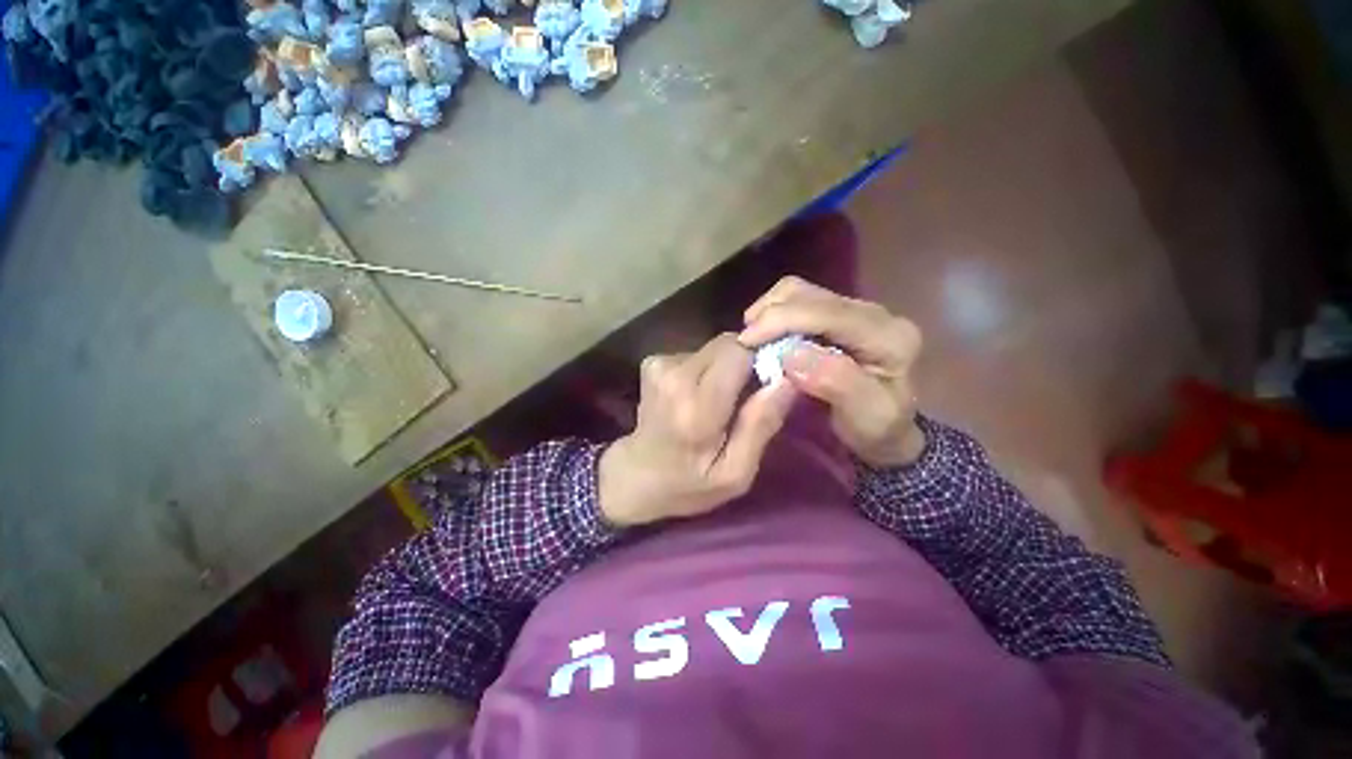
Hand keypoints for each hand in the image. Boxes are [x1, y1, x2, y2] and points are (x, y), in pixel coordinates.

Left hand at [599, 334, 797, 527]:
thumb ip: (760, 426)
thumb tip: (787, 380)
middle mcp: (675, 376)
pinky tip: (697, 396)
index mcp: (697, 407)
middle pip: (728, 344)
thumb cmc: (687, 483)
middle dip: (745, 363)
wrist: (634, 475)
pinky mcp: (653, 361)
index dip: (761, 360)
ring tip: (718, 402)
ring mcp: (660, 364)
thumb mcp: (735, 473)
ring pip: (715, 348)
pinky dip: (706, 370)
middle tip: (745, 397)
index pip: (739, 352)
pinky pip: (698, 353)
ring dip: (725, 369)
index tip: (768, 382)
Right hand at [739, 277, 924, 467]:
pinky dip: (775, 315)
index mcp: (888, 336)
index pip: (828, 313)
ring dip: (770, 311)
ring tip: (753, 338)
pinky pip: (799, 302)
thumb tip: (790, 354)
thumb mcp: (865, 416)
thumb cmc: (876, 428)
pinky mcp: (838, 315)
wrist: (887, 429)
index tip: (746, 340)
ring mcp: (855, 311)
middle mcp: (873, 314)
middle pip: (810, 294)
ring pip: (801, 292)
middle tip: (745, 343)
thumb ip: (835, 381)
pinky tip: (766, 335)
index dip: (782, 320)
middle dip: (771, 314)